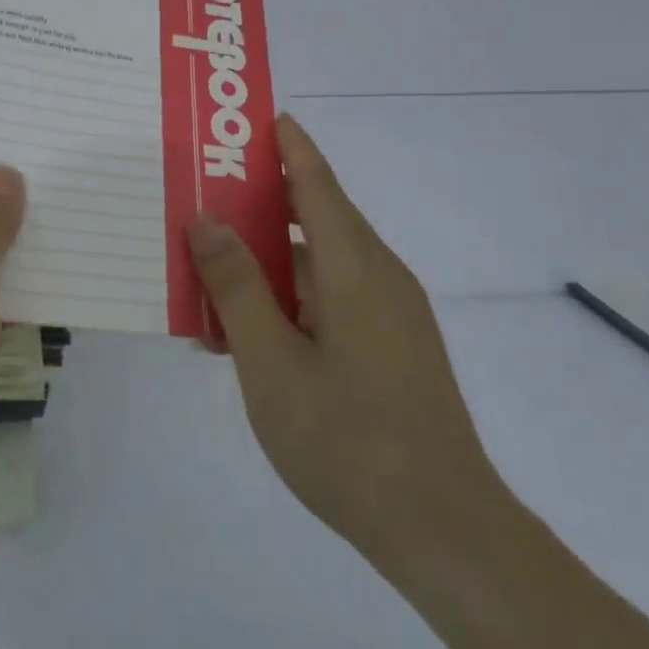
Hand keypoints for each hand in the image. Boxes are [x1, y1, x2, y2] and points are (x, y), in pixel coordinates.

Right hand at [187, 114, 503, 578]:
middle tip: (203, 191)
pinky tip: (246, 330)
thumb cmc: (349, 441)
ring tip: (208, 270)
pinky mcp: (390, 346)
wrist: (445, 533)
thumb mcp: (270, 363)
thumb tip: (206, 219)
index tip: (255, 115)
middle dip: (259, 202)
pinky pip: (330, 300)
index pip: (316, 181)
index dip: (287, 144)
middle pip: (313, 218)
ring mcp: (389, 315)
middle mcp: (378, 277)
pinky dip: (287, 299)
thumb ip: (236, 286)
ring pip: (317, 265)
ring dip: (266, 262)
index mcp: (356, 267)